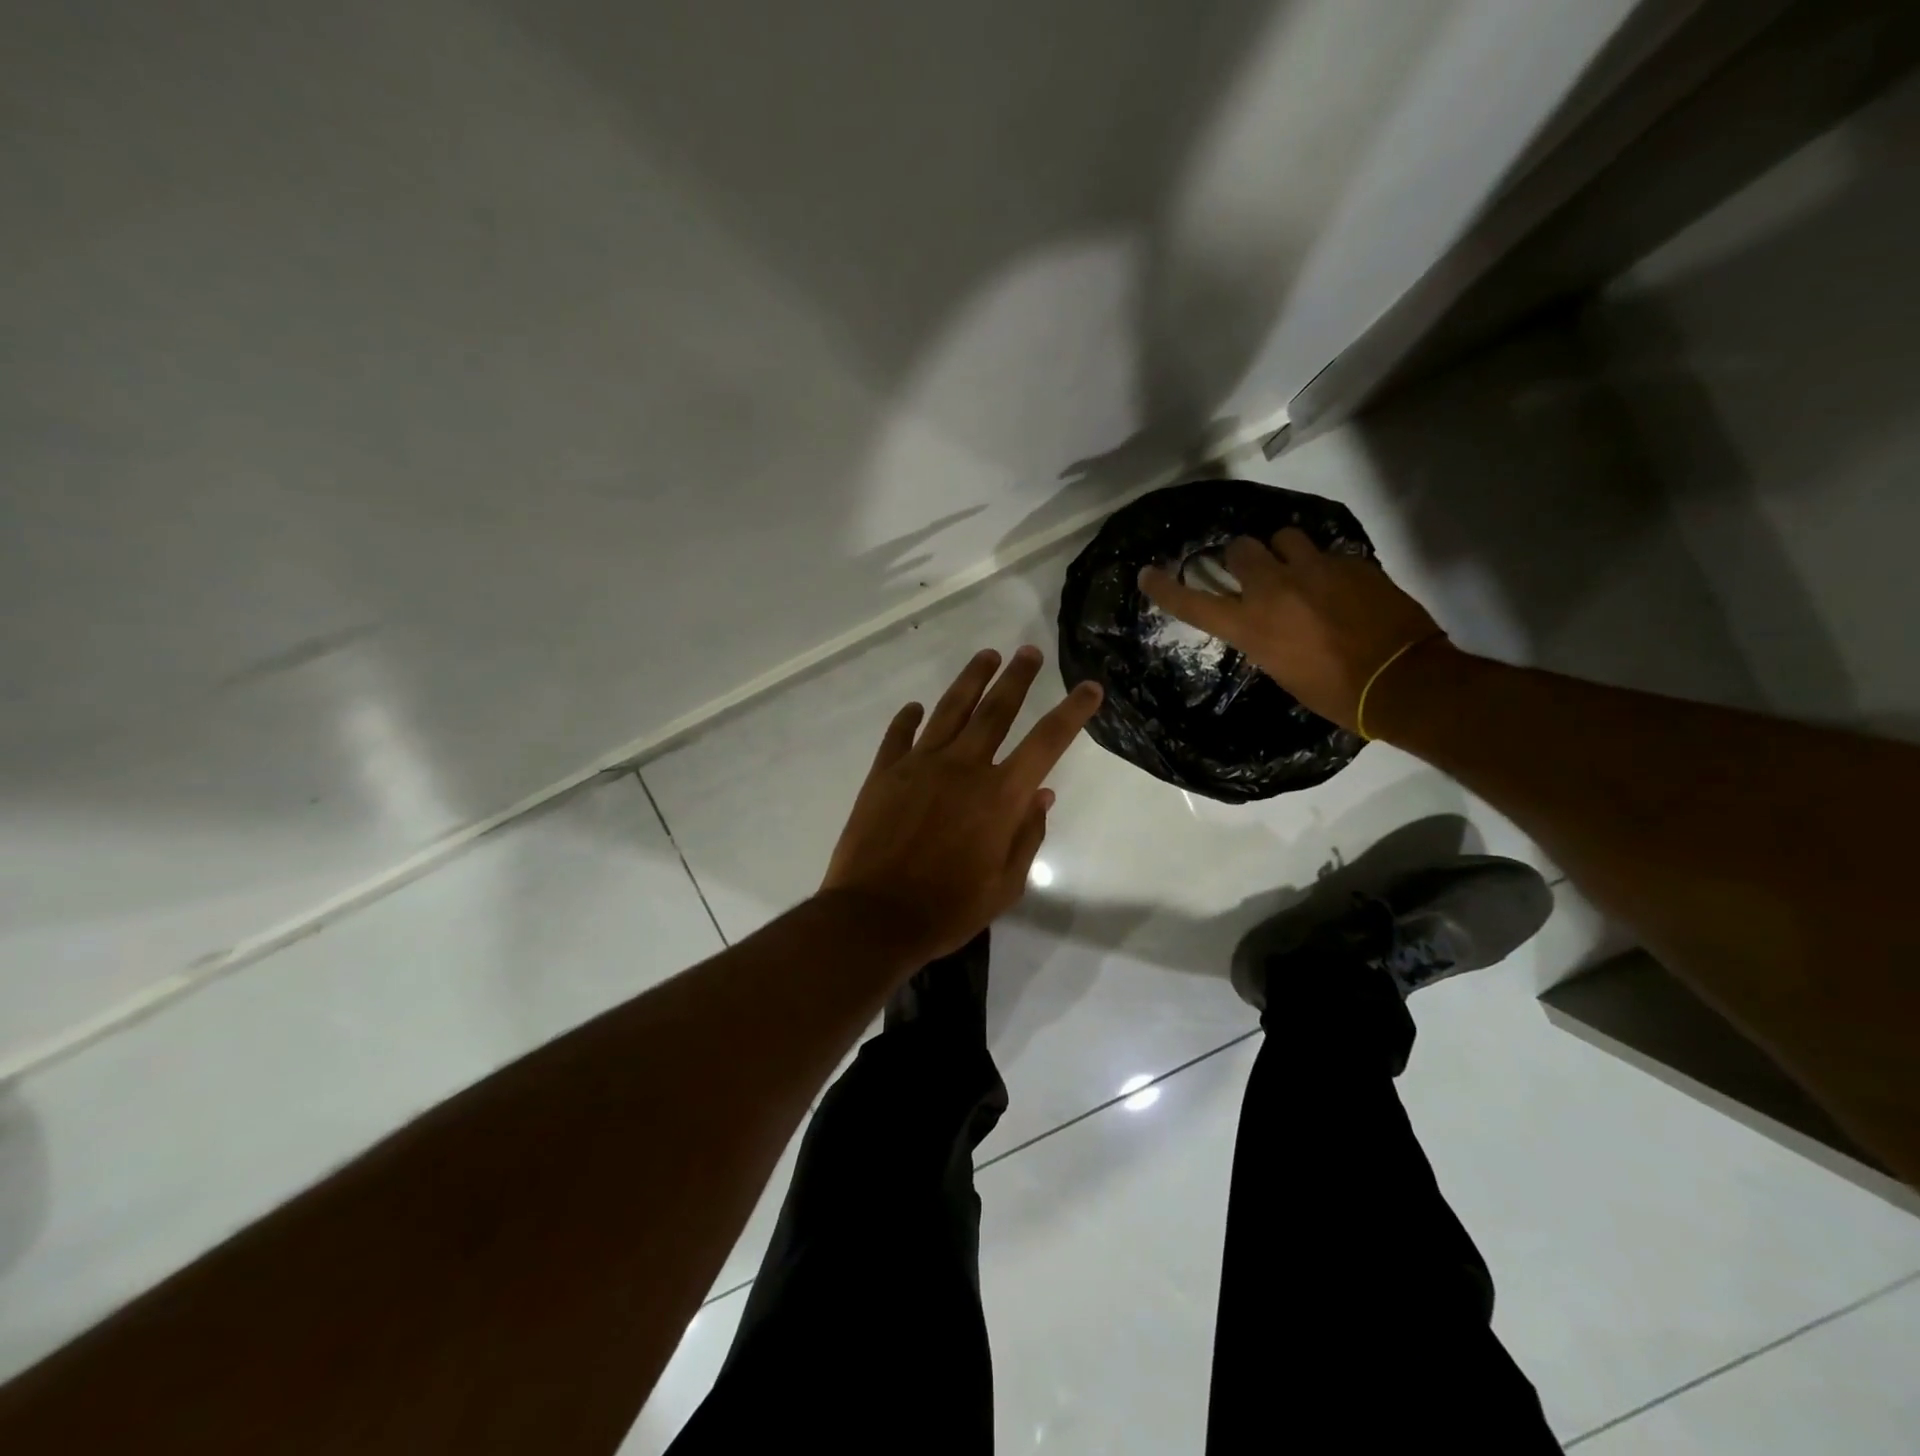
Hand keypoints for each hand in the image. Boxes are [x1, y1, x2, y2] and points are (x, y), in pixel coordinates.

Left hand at [821, 646, 1101, 960]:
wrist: (874, 917)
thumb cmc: (948, 909)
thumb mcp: (1005, 884)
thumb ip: (1027, 835)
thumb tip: (1042, 795)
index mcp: (1000, 796)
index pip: (1046, 742)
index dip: (1072, 712)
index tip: (1089, 687)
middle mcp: (963, 767)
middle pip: (996, 710)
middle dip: (1017, 677)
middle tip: (1029, 651)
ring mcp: (919, 765)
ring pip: (950, 710)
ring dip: (971, 680)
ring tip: (986, 656)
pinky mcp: (884, 773)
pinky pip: (899, 735)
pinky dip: (909, 718)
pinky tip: (915, 707)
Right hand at [1138, 528, 1442, 731]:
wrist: (1402, 681)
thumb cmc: (1334, 693)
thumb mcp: (1281, 668)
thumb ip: (1262, 635)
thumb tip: (1262, 619)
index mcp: (1251, 626)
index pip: (1194, 603)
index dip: (1166, 588)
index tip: (1148, 574)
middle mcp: (1274, 590)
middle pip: (1240, 548)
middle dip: (1242, 559)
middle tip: (1254, 573)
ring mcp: (1315, 570)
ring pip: (1283, 536)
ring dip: (1283, 551)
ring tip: (1298, 570)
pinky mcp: (1350, 562)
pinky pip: (1325, 552)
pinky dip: (1322, 565)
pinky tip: (1337, 586)